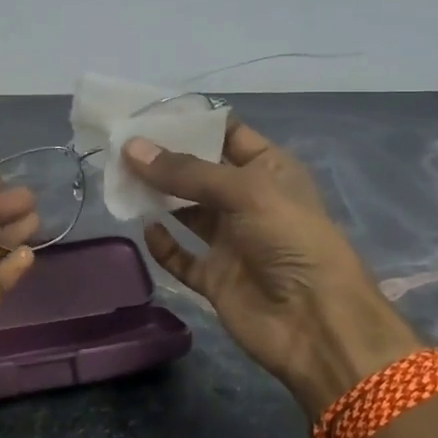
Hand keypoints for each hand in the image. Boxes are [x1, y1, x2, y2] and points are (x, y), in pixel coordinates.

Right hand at [125, 121, 422, 418]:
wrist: (316, 324)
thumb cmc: (290, 240)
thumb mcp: (244, 191)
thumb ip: (186, 172)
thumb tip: (131, 148)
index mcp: (269, 169)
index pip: (227, 134)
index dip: (191, 122)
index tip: (146, 113)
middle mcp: (248, 201)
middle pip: (199, 172)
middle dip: (165, 159)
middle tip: (120, 145)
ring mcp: (231, 241)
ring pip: (186, 212)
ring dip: (158, 197)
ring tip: (120, 179)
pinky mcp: (216, 277)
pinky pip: (182, 257)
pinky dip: (163, 245)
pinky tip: (144, 229)